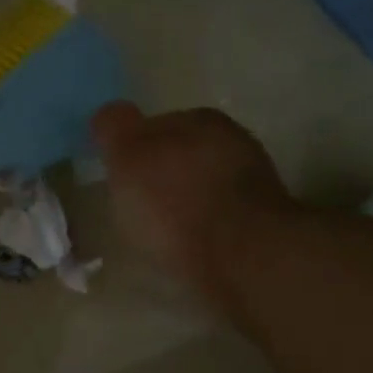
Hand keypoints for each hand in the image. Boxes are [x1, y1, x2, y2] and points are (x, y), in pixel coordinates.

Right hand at [92, 102, 292, 308]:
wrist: (241, 257)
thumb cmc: (173, 201)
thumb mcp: (127, 156)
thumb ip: (114, 128)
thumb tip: (109, 114)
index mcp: (198, 119)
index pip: (156, 123)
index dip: (133, 147)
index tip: (119, 173)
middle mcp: (232, 141)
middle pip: (182, 153)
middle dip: (160, 173)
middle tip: (135, 202)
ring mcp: (252, 182)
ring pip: (202, 184)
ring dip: (183, 200)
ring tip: (158, 230)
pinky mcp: (262, 223)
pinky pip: (219, 216)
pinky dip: (201, 226)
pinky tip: (185, 245)